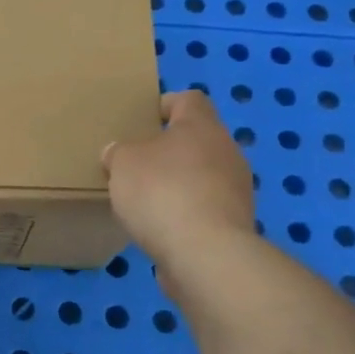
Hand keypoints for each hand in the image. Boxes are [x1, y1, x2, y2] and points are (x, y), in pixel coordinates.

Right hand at [102, 90, 255, 266]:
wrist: (204, 254)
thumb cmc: (161, 192)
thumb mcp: (123, 163)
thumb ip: (119, 153)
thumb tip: (118, 153)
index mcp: (202, 126)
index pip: (190, 100)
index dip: (166, 104)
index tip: (143, 119)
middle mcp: (227, 151)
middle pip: (197, 140)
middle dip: (169, 150)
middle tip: (137, 164)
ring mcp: (236, 189)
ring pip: (203, 175)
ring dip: (178, 183)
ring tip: (146, 200)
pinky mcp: (235, 224)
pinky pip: (205, 208)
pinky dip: (185, 213)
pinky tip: (161, 227)